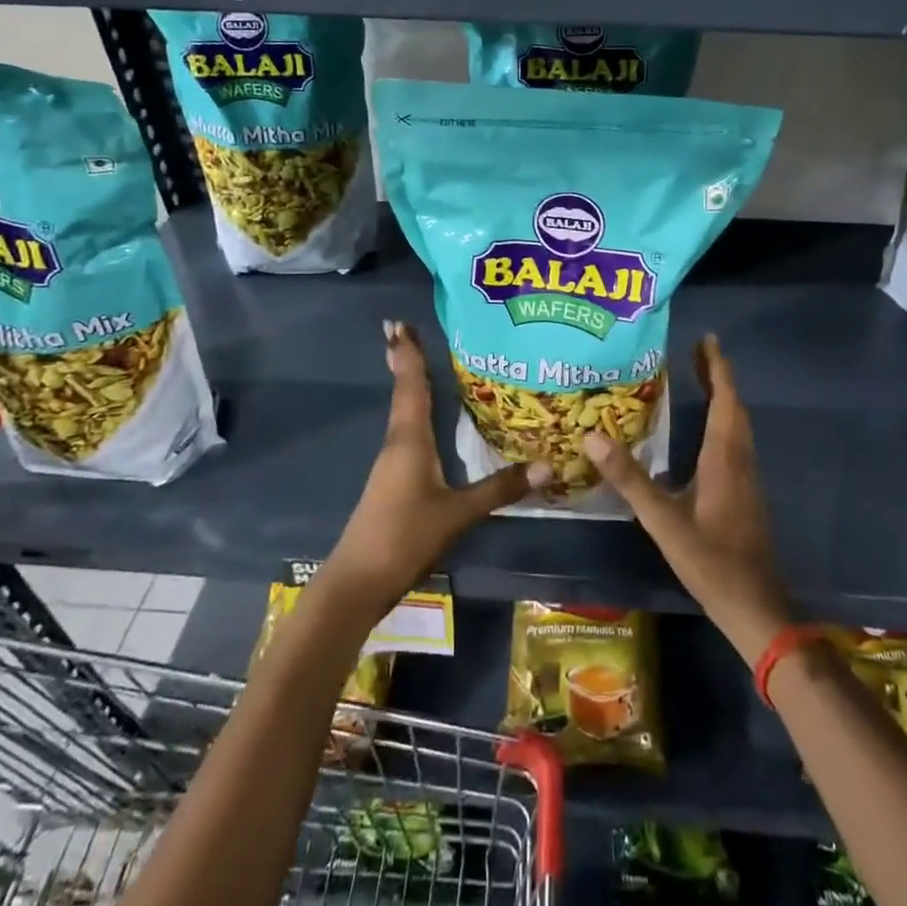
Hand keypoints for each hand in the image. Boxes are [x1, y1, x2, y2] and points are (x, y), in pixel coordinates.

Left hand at [319, 320, 549, 613]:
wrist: (358, 581)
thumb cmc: (405, 535)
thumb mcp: (458, 513)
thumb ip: (500, 488)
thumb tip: (549, 464)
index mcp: (409, 440)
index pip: (411, 386)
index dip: (408, 355)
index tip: (398, 324)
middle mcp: (398, 443)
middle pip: (404, 393)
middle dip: (406, 362)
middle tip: (406, 331)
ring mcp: (393, 464)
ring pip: (405, 413)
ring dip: (410, 387)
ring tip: (424, 366)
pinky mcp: (394, 481)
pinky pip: (409, 434)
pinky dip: (417, 415)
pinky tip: (429, 421)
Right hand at [581, 334, 792, 664]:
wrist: (754, 605)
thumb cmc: (710, 560)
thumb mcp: (663, 520)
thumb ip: (629, 479)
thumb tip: (592, 436)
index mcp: (724, 458)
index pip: (725, 400)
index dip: (717, 368)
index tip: (707, 340)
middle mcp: (740, 460)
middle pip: (734, 407)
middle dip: (718, 377)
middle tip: (697, 353)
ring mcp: (747, 477)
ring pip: (738, 425)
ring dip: (723, 398)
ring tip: (701, 381)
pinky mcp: (746, 493)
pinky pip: (736, 442)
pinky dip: (723, 421)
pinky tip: (705, 432)